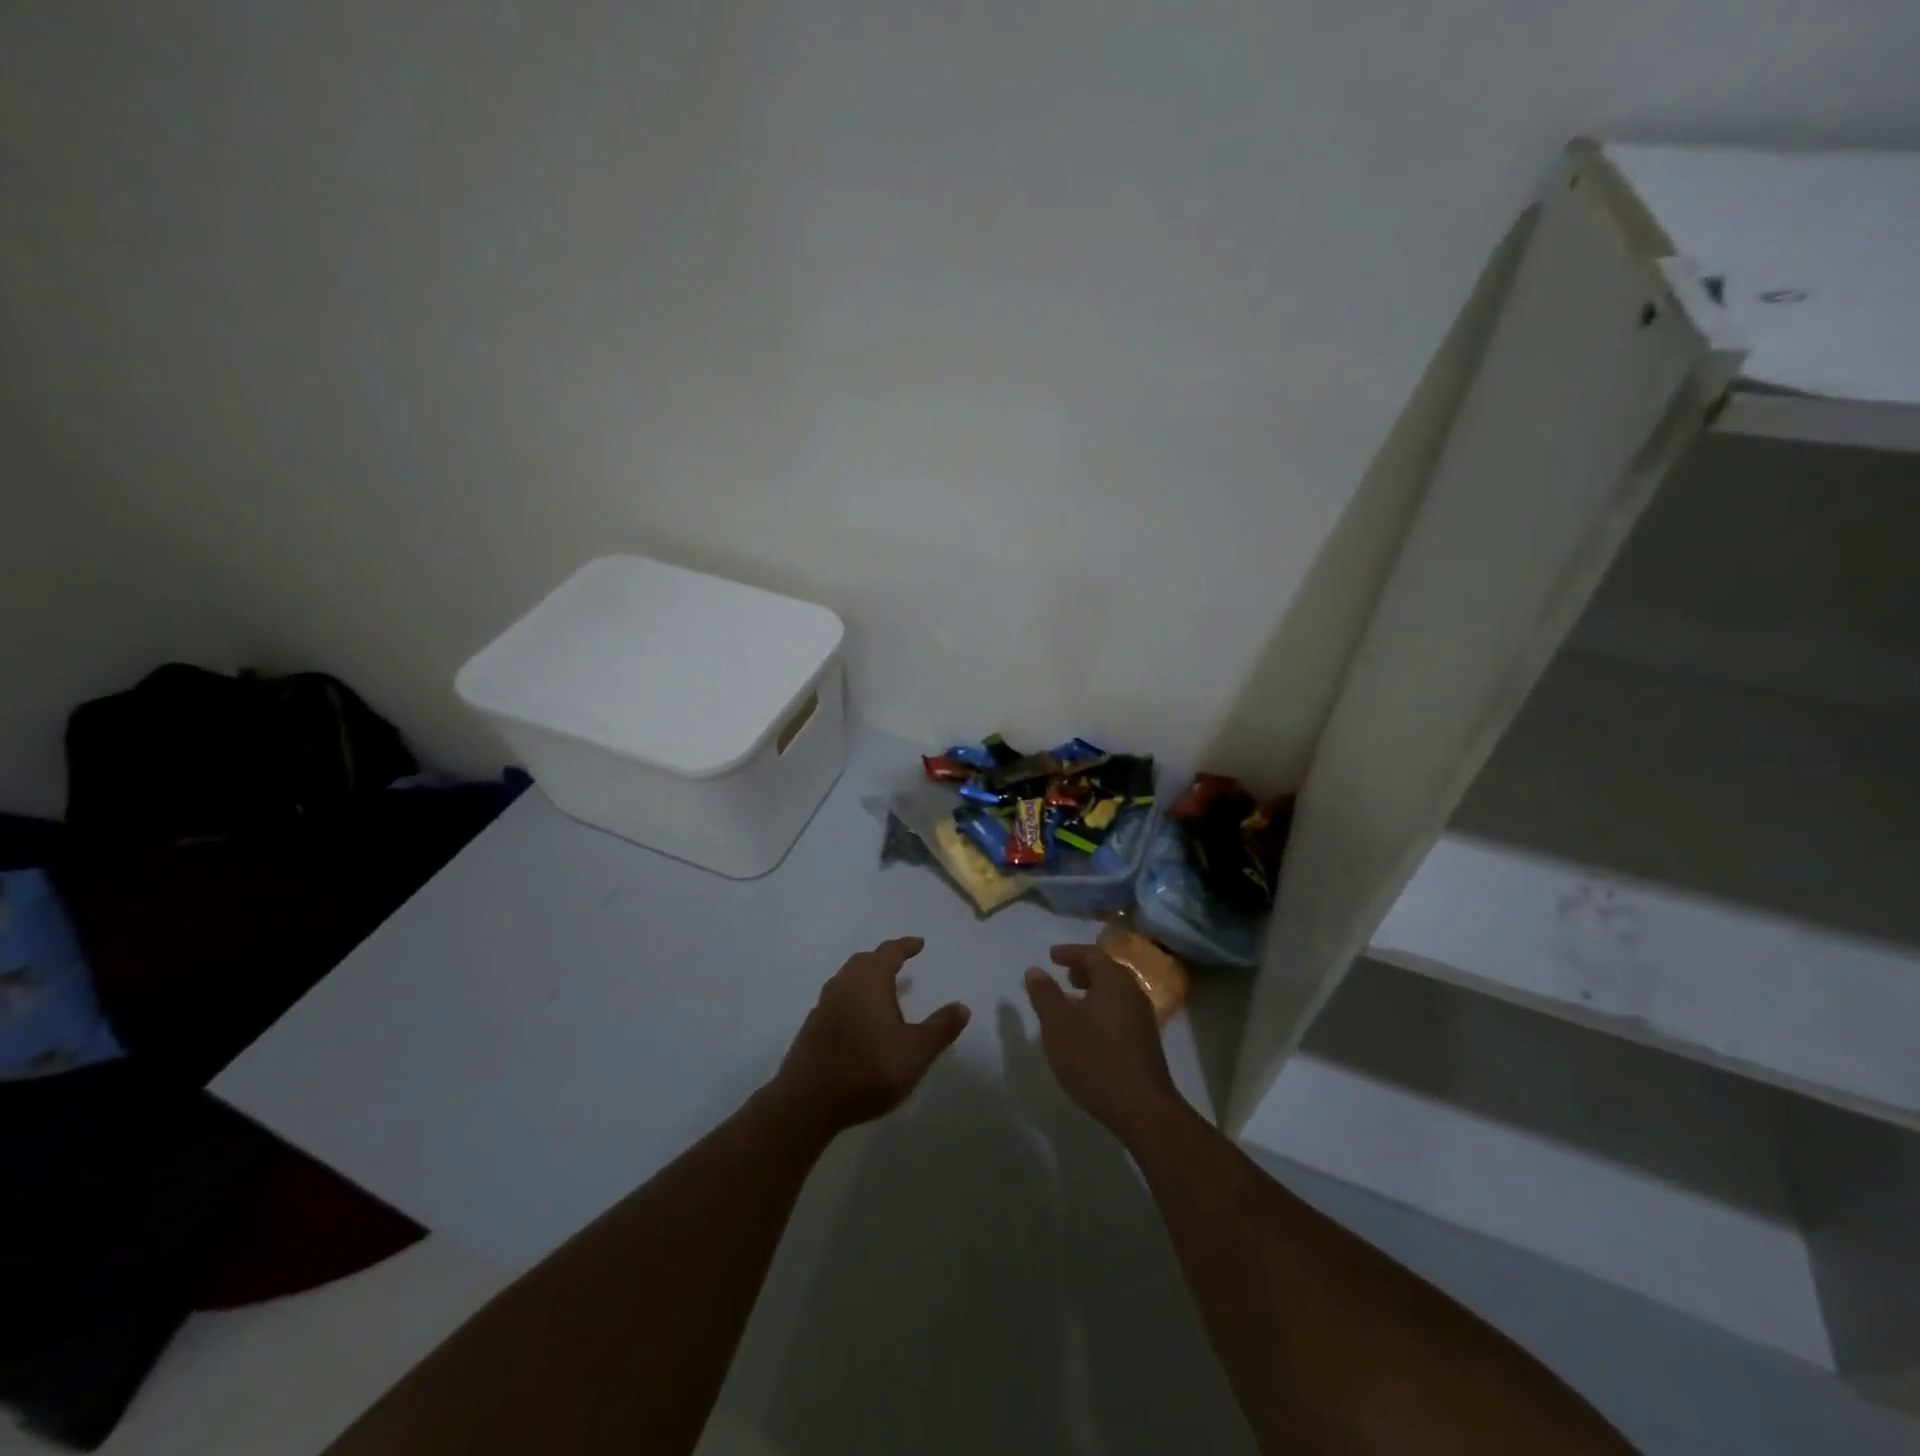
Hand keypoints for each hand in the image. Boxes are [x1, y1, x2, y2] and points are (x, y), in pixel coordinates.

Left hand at [771, 937, 970, 1134]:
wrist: (807, 1101)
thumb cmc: (867, 1069)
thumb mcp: (915, 1052)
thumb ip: (940, 1028)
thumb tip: (962, 1006)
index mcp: (869, 981)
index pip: (889, 952)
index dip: (905, 946)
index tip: (918, 944)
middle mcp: (844, 984)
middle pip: (864, 961)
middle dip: (883, 959)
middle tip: (900, 963)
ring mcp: (824, 1005)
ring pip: (848, 980)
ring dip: (866, 979)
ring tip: (883, 991)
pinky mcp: (812, 1027)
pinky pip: (838, 1000)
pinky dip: (853, 999)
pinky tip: (861, 1020)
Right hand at [1024, 944, 1179, 1140]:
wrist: (1142, 1109)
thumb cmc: (1095, 1059)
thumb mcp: (1058, 1025)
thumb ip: (1045, 995)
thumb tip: (1035, 970)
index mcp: (1114, 982)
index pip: (1093, 954)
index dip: (1070, 952)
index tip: (1051, 956)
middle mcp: (1133, 994)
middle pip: (1108, 971)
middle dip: (1084, 970)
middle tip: (1063, 976)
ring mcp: (1143, 1019)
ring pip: (1116, 993)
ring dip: (1093, 991)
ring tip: (1071, 1003)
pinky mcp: (1146, 1042)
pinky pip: (1121, 1011)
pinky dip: (1102, 1008)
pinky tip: (1088, 1030)